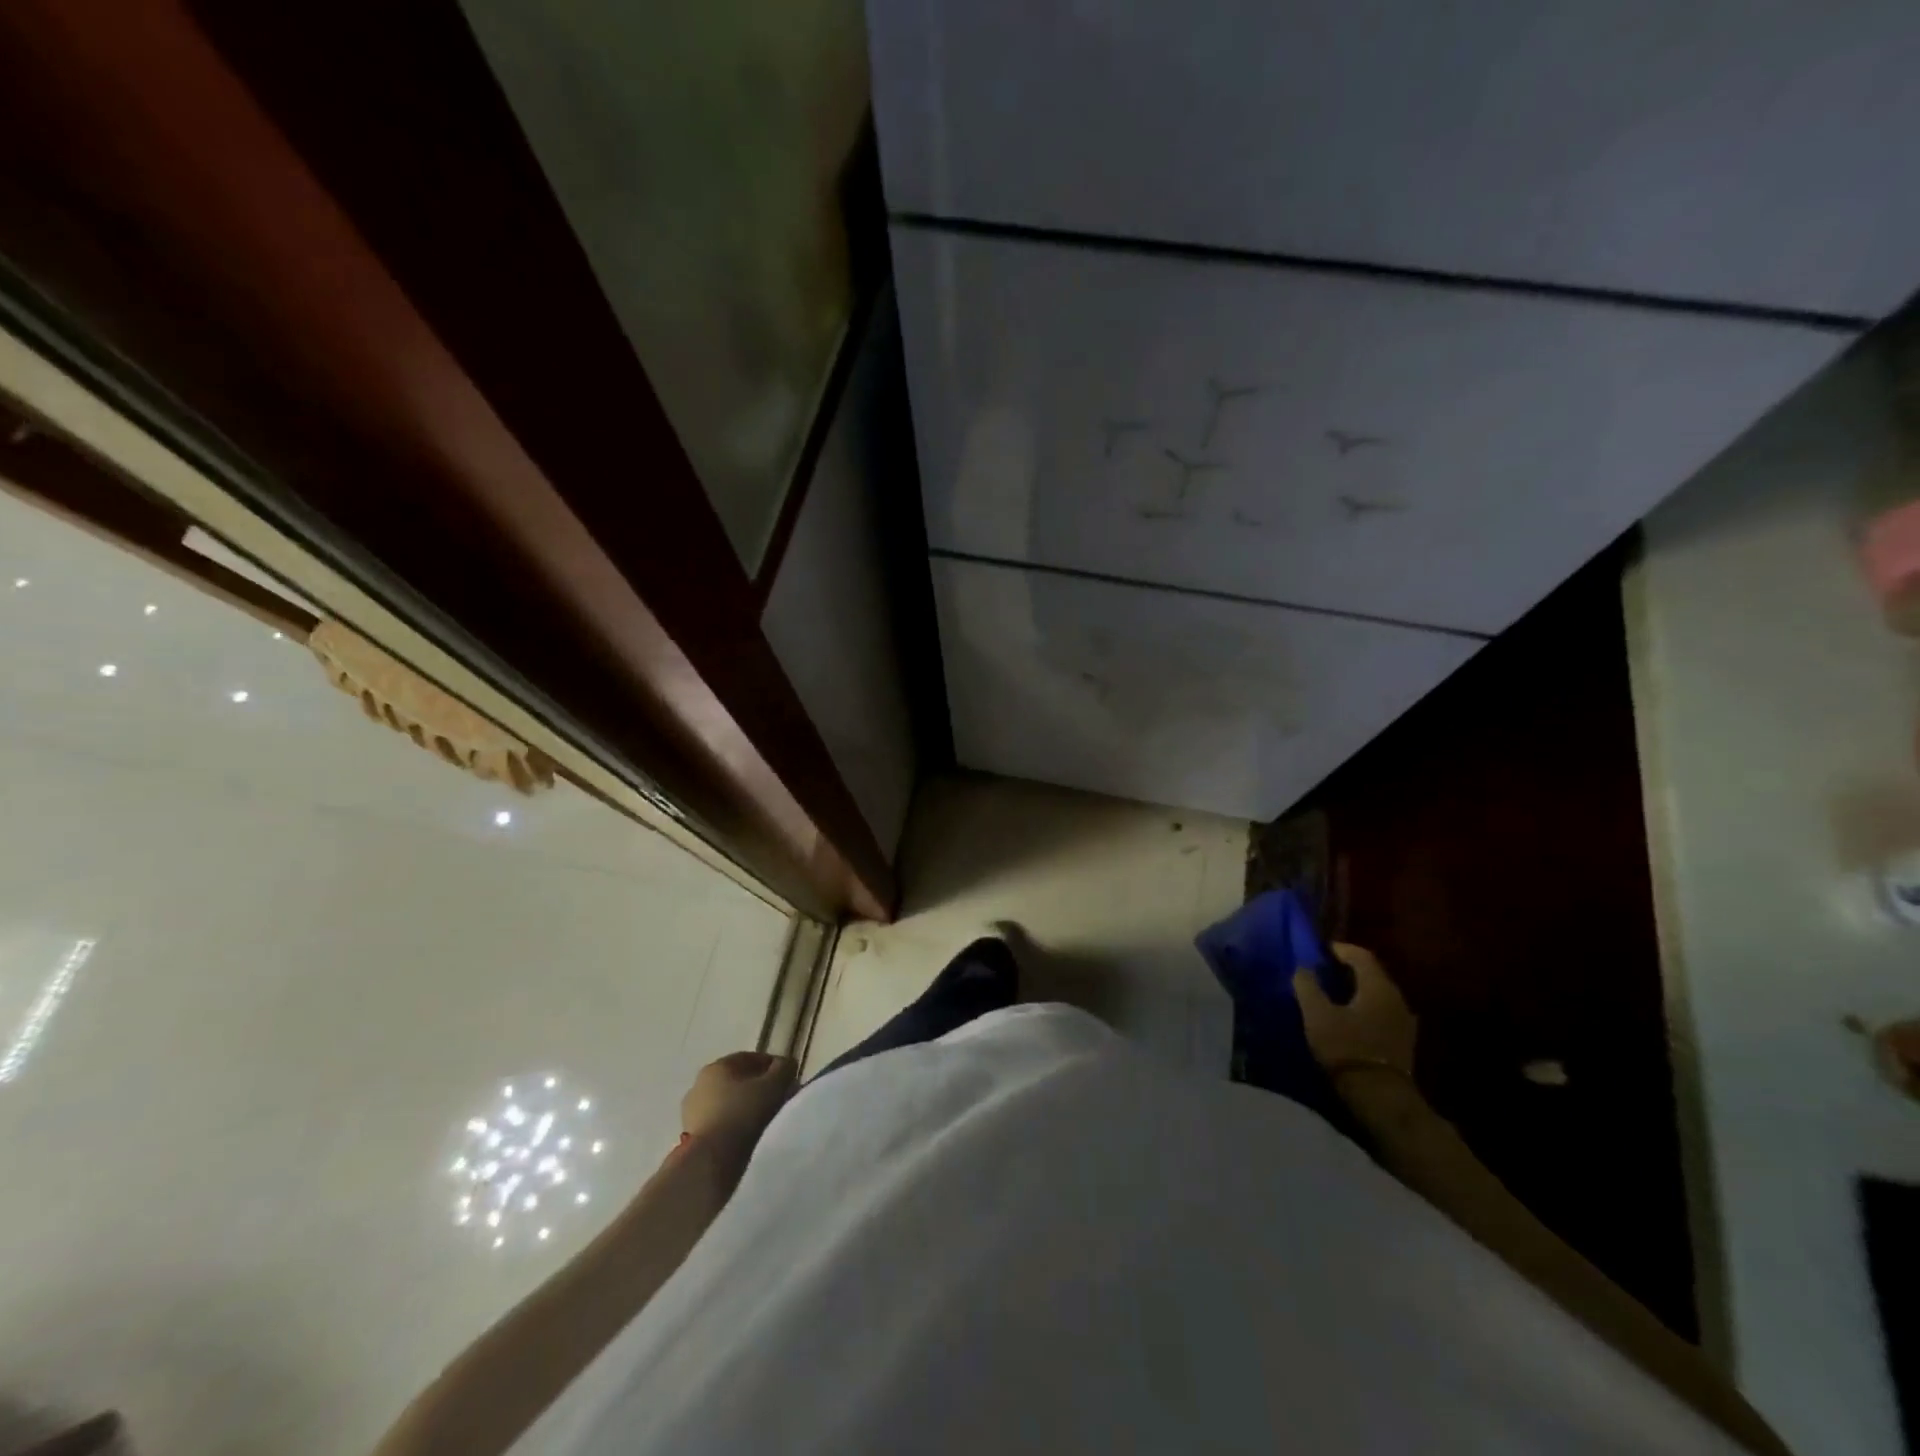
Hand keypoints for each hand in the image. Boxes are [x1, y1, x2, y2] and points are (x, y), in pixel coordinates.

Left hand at [680, 1051, 796, 1145]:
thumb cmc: (743, 1113)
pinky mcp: (692, 1135)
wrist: (711, 1159)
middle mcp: (700, 1083)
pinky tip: (747, 1133)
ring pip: (727, 1102)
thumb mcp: (774, 1085)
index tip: (788, 1077)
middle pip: (736, 1080)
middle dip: (758, 1086)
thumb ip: (784, 1070)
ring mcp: (692, 1111)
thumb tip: (787, 1065)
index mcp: (717, 1066)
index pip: (749, 1058)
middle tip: (778, 1097)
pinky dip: (733, 1123)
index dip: (772, 1065)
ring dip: (744, 1106)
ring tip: (764, 1118)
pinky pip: (720, 1122)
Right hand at [1292, 942, 1416, 1078]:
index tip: (1320, 950)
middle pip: (1372, 975)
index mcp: (1378, 987)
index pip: (1362, 956)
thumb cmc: (1347, 1048)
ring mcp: (1403, 1022)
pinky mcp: (1402, 1042)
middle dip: (1348, 970)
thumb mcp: (1317, 1014)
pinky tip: (1349, 1017)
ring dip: (1357, 991)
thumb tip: (1303, 968)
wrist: (1380, 1097)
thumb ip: (1308, 986)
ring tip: (1333, 994)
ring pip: (1378, 995)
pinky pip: (1381, 1013)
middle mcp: (1396, 999)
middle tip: (1323, 970)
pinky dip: (1365, 1008)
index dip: (1340, 949)